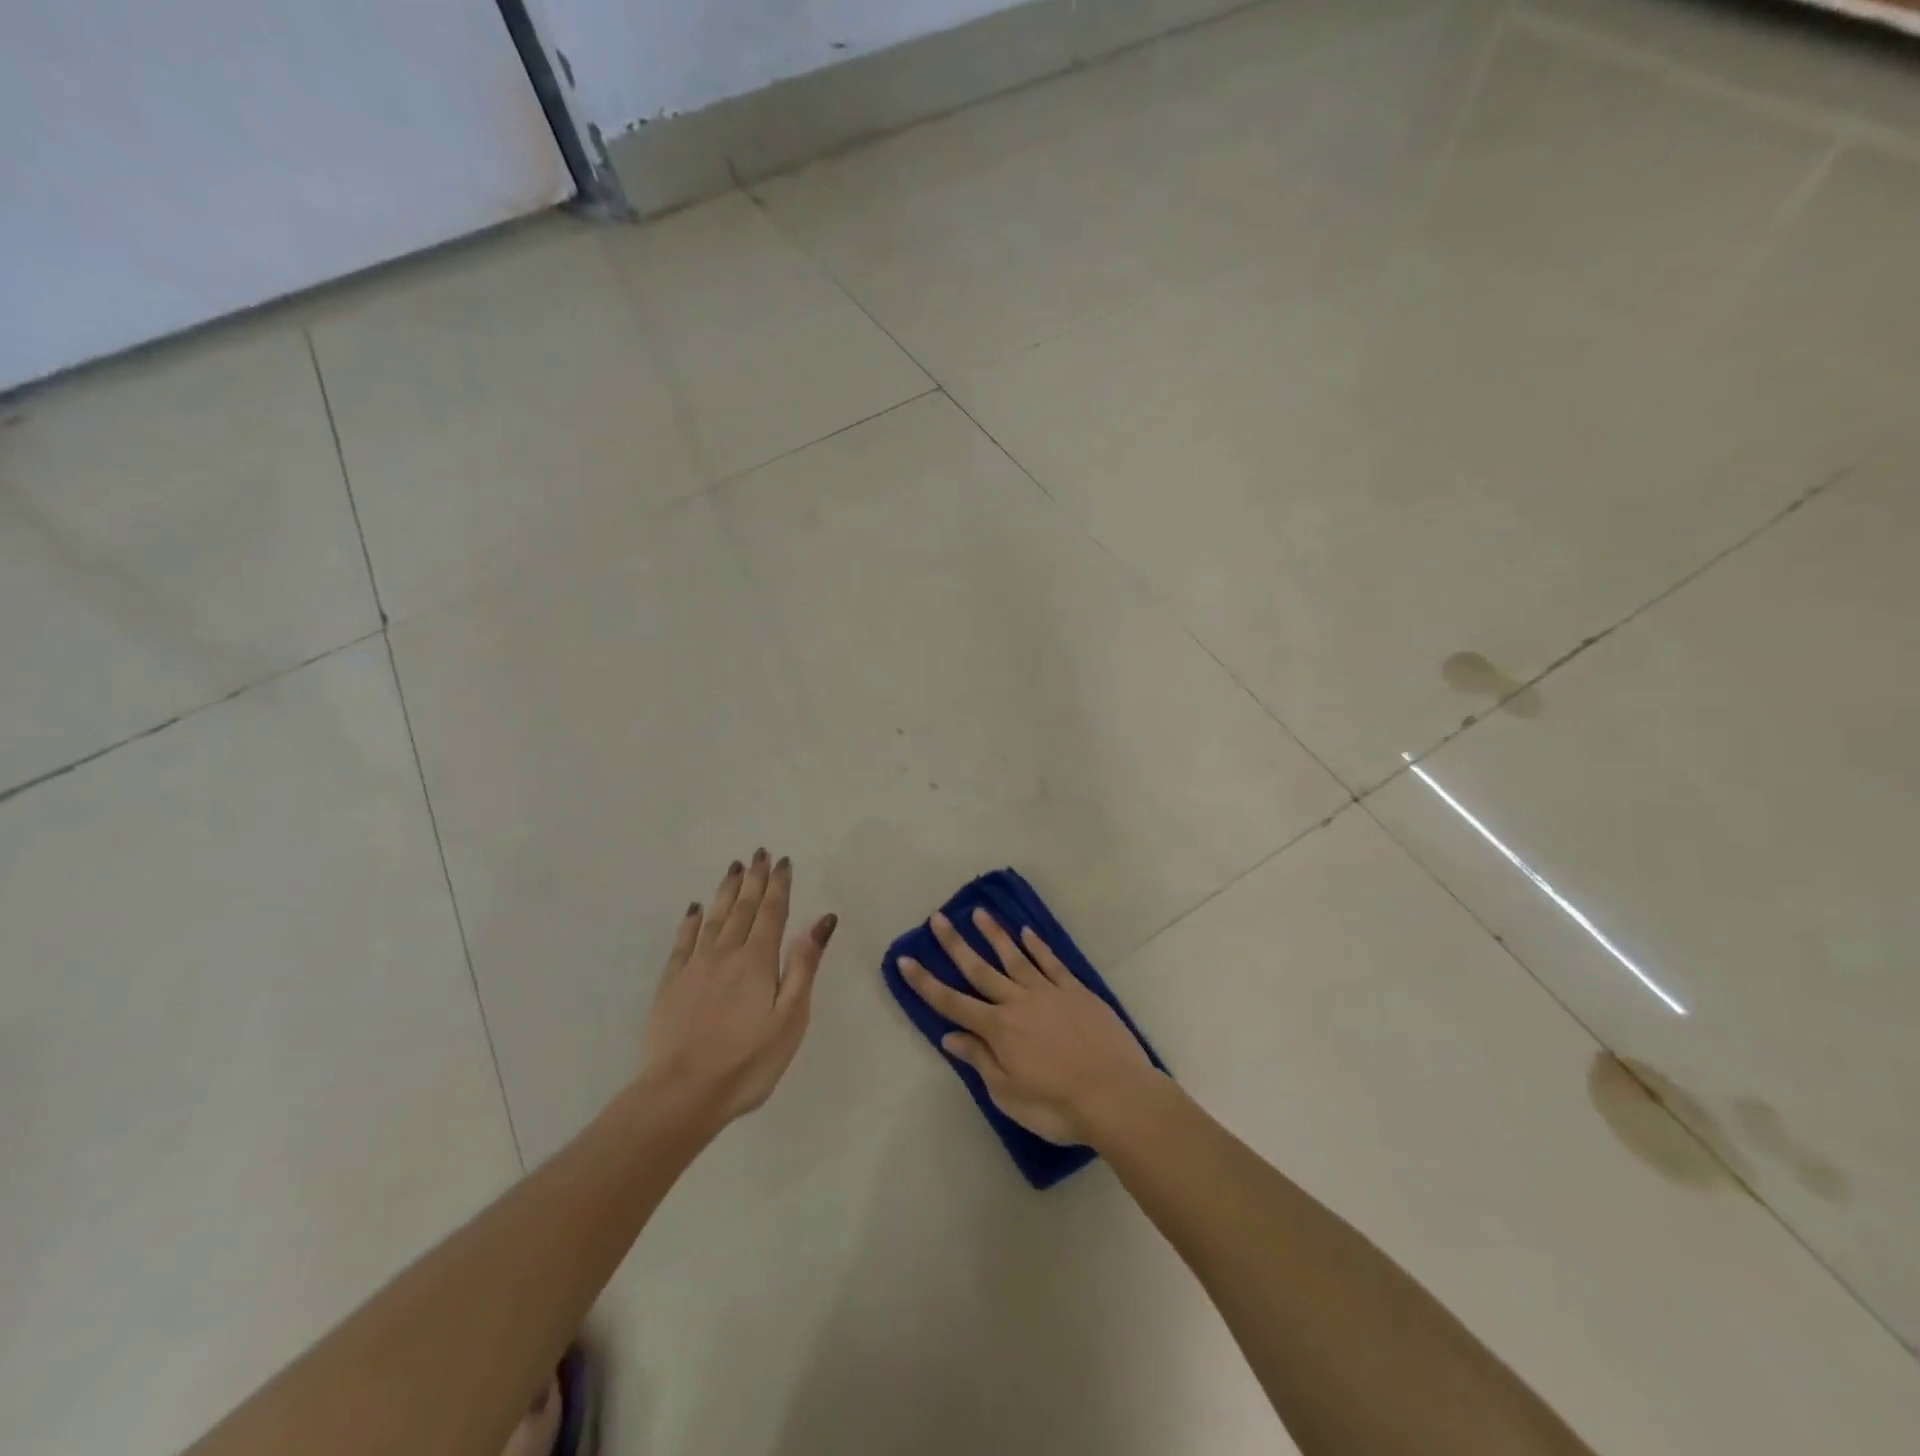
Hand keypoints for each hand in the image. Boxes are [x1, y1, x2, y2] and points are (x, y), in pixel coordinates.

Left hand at [640, 850, 836, 1124]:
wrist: (682, 1094)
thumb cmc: (748, 1061)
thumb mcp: (790, 1017)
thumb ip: (804, 965)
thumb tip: (822, 920)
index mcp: (758, 961)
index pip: (772, 912)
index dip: (779, 885)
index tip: (782, 861)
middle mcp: (726, 954)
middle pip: (742, 908)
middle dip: (753, 879)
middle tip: (759, 853)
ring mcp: (694, 967)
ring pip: (713, 918)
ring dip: (726, 891)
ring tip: (733, 868)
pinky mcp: (671, 985)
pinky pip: (683, 941)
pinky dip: (690, 921)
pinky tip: (694, 909)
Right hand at [898, 908, 1155, 1145]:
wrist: (1114, 1094)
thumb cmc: (1056, 1105)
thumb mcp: (1008, 1094)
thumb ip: (980, 1060)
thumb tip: (950, 1037)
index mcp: (997, 1029)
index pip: (952, 1002)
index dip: (925, 982)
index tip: (905, 959)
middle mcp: (1017, 1002)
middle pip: (979, 969)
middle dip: (955, 944)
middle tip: (937, 918)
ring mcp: (1048, 992)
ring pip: (1014, 957)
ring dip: (994, 935)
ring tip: (978, 913)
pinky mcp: (1075, 990)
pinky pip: (1051, 962)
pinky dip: (1037, 946)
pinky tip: (1026, 932)